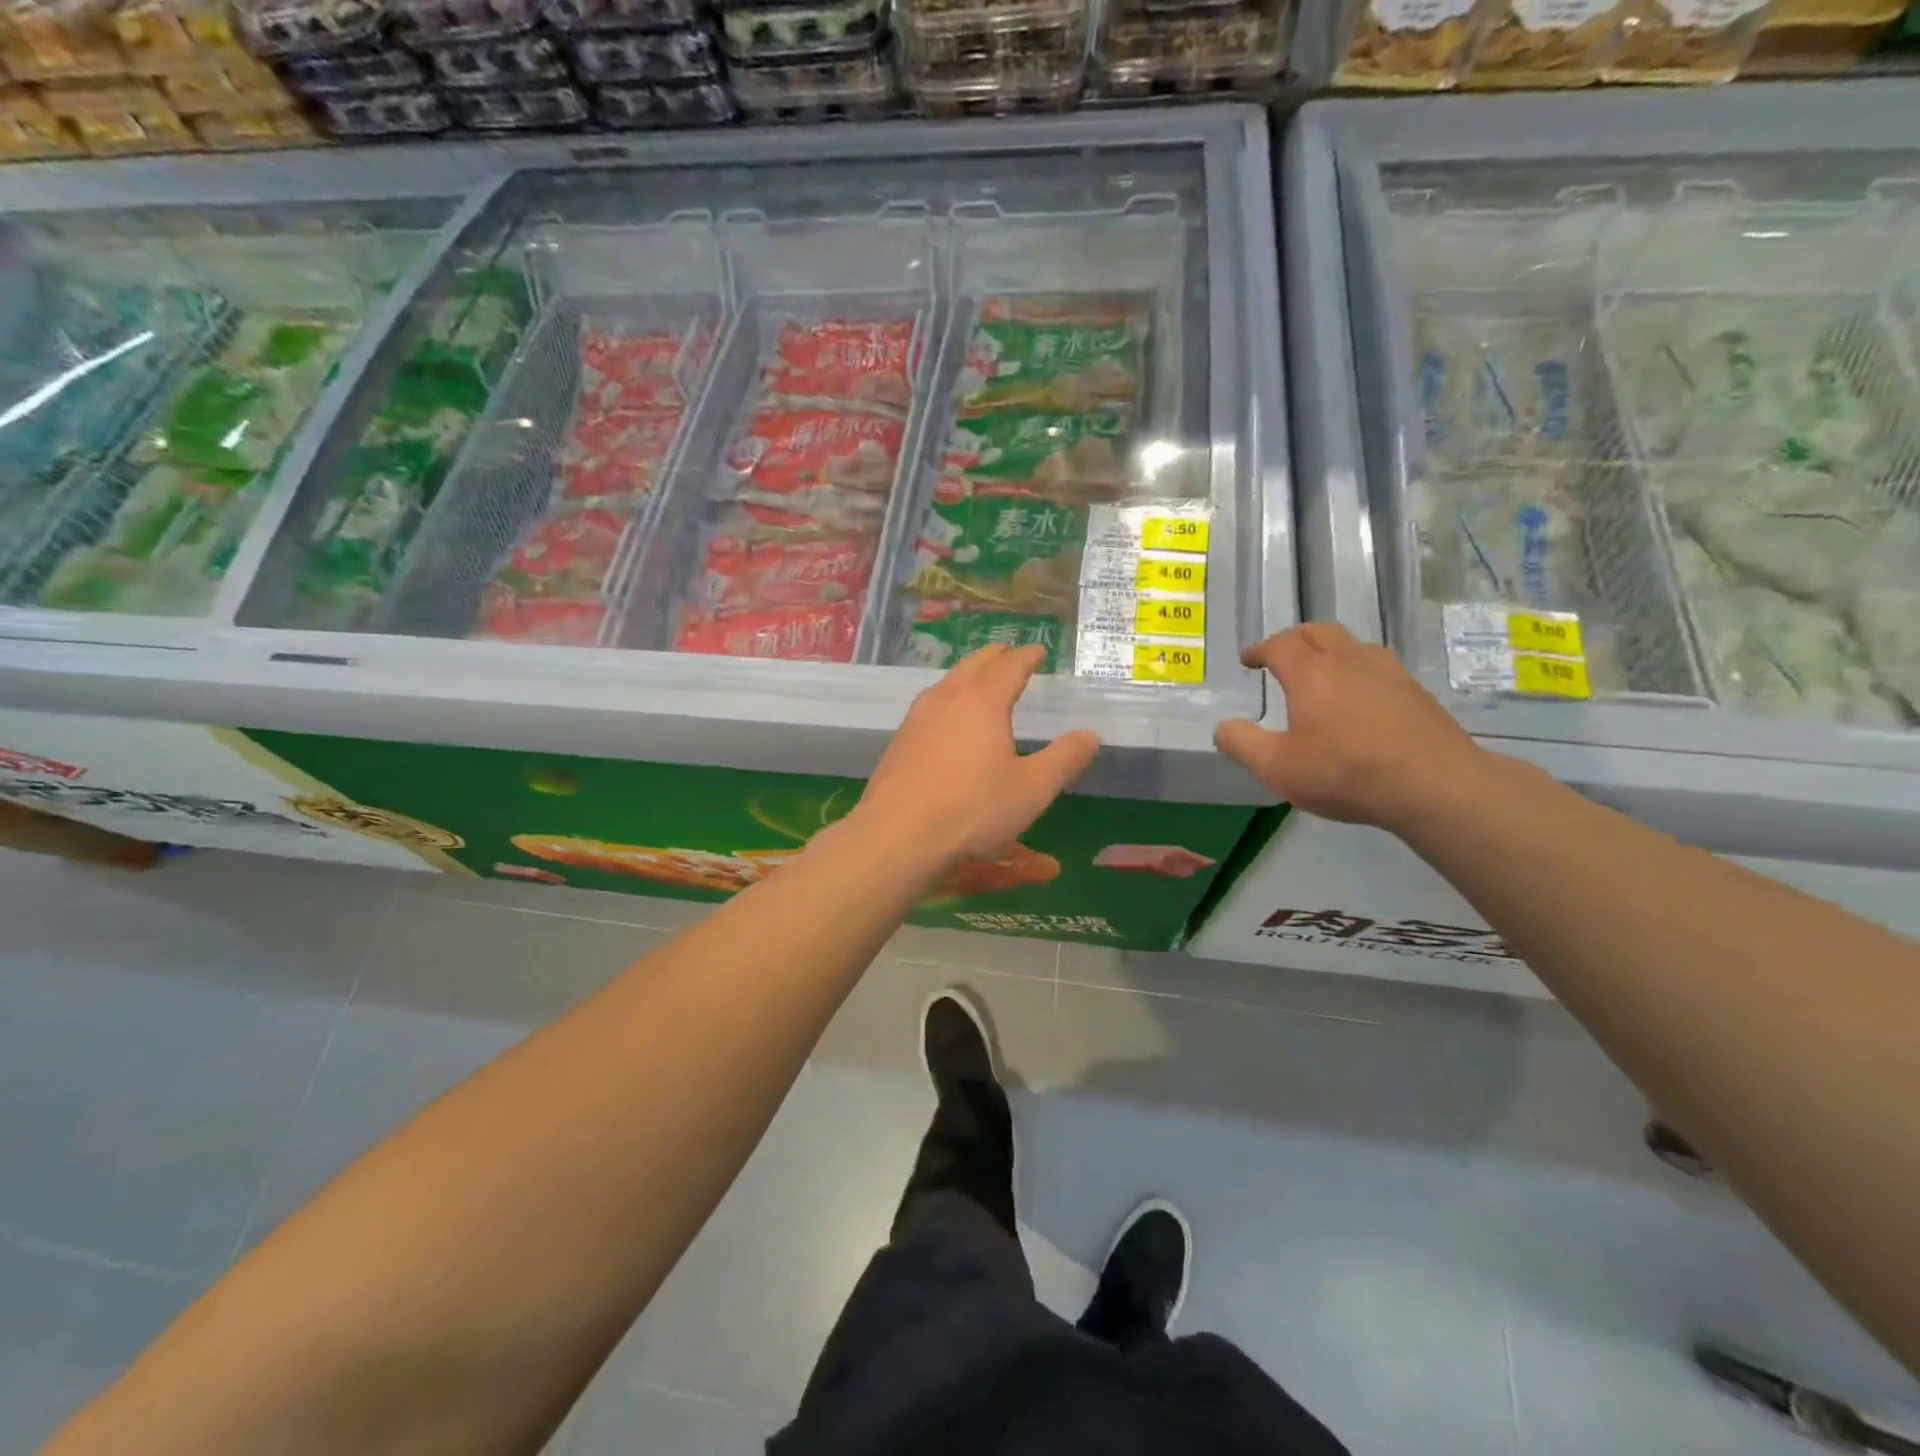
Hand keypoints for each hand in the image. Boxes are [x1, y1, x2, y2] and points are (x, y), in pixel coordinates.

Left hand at [854, 643, 1098, 865]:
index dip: (1027, 656)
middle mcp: (947, 698)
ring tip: (979, 680)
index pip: (1010, 666)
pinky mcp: (899, 740)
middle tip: (1008, 654)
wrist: (898, 836)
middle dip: (995, 657)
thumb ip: (1064, 759)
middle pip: (974, 664)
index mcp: (983, 701)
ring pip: (947, 682)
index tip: (1038, 650)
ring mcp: (917, 718)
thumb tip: (1089, 735)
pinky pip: (930, 705)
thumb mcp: (1032, 789)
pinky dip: (948, 699)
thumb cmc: (973, 809)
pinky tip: (947, 719)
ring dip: (967, 675)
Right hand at [1215, 623, 1490, 829]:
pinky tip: (1359, 698)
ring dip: (1329, 651)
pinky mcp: (1415, 691)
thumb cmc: (1344, 772)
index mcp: (1311, 673)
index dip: (1259, 649)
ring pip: (1352, 645)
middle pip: (1317, 632)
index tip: (1248, 660)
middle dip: (1293, 640)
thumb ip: (1242, 744)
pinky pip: (1377, 666)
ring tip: (1320, 674)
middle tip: (1281, 657)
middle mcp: (1349, 660)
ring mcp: (1388, 672)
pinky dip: (1357, 671)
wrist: (1433, 784)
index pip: (1279, 645)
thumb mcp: (1277, 767)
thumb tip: (1223, 727)